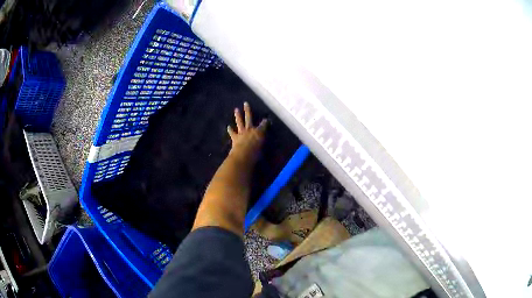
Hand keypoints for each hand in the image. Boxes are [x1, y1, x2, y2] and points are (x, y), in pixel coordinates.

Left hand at [227, 102, 267, 162]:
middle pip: (249, 117)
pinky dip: (230, 130)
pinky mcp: (235, 137)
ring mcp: (242, 132)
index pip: (264, 125)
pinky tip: (228, 127)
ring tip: (236, 109)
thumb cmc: (256, 153)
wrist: (244, 154)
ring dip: (238, 115)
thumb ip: (263, 146)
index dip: (265, 122)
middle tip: (245, 103)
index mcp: (259, 132)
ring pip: (240, 122)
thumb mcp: (263, 149)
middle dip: (247, 110)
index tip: (266, 119)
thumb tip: (265, 148)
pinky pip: (232, 132)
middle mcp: (250, 129)